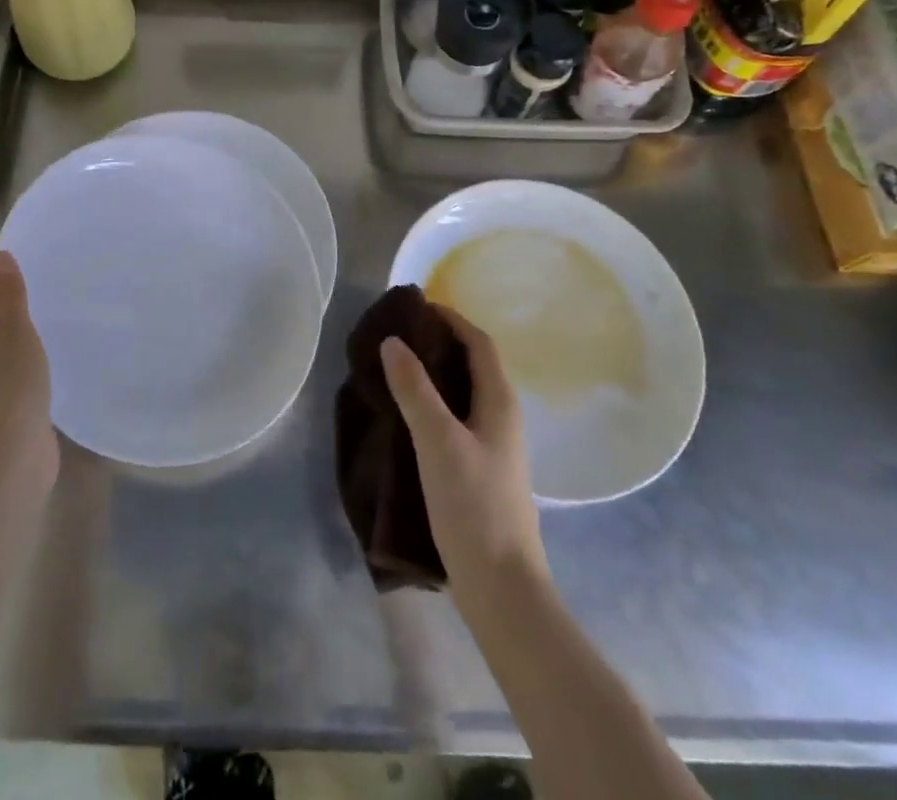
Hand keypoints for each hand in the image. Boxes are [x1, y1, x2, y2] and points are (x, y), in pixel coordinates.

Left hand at [0, 252, 56, 482]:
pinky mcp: (1, 403)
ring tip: (60, 322)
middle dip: (18, 304)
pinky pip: (15, 368)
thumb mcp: (14, 332)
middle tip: (54, 295)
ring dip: (26, 333)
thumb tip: (0, 257)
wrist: (8, 461)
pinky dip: (31, 359)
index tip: (40, 275)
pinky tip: (57, 358)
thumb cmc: (9, 388)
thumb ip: (9, 295)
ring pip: (4, 343)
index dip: (5, 277)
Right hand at [381, 309, 545, 598]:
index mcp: (499, 402)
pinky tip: (406, 417)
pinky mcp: (480, 470)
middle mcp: (502, 417)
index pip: (479, 342)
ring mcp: (494, 447)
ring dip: (434, 374)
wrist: (503, 590)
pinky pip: (456, 419)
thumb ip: (415, 390)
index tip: (414, 307)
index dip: (450, 318)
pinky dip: (433, 403)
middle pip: (473, 364)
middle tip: (396, 336)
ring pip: (463, 393)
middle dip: (438, 342)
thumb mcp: (438, 442)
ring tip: (394, 370)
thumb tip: (393, 341)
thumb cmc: (474, 508)